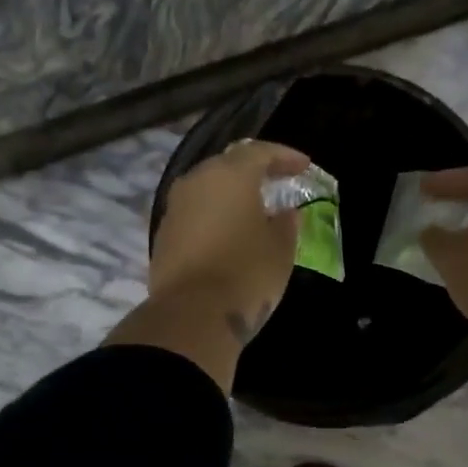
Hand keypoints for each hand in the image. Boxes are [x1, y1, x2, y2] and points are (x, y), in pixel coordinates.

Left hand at [151, 140, 310, 341]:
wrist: (192, 315)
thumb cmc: (247, 273)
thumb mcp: (281, 248)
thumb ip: (286, 224)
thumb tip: (285, 214)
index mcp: (230, 174)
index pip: (260, 152)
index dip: (285, 156)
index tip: (303, 165)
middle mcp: (196, 181)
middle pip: (228, 165)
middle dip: (254, 171)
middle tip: (277, 182)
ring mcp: (175, 208)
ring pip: (208, 189)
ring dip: (231, 195)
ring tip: (254, 210)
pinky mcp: (164, 235)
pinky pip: (195, 214)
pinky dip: (214, 216)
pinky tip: (229, 233)